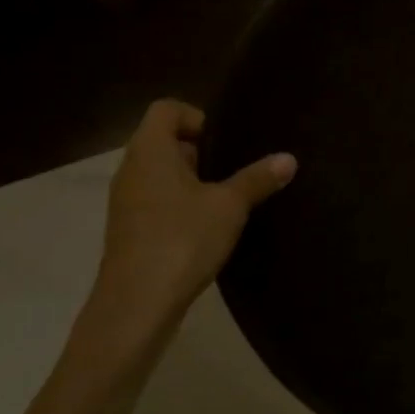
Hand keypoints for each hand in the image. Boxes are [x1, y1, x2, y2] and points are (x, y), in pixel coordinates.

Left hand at [97, 99, 295, 306]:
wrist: (137, 303)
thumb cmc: (182, 240)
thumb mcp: (230, 206)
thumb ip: (258, 179)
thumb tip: (288, 158)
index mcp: (150, 151)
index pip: (166, 109)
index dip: (197, 117)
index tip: (225, 143)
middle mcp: (131, 169)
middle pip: (163, 141)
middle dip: (200, 152)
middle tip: (233, 171)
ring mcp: (125, 201)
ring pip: (160, 174)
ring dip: (191, 182)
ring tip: (225, 202)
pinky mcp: (129, 230)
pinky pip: (155, 201)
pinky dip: (180, 206)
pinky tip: (206, 229)